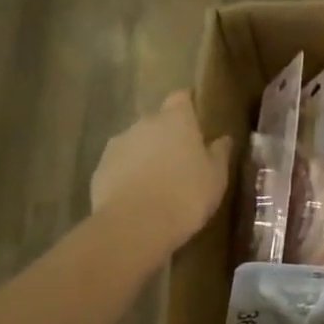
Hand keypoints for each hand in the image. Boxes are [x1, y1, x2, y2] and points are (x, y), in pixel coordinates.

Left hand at [90, 92, 233, 255]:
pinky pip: (120, 165)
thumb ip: (219, 153)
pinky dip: (129, 174)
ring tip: (159, 181)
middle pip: (158, 122)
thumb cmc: (187, 194)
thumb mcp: (216, 176)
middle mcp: (145, 123)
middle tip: (182, 158)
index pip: (181, 97)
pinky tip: (138, 196)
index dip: (188, 104)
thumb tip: (223, 139)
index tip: (196, 116)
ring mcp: (118, 145)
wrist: (135, 226)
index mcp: (177, 119)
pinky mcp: (100, 169)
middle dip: (168, 135)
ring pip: (137, 143)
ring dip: (147, 155)